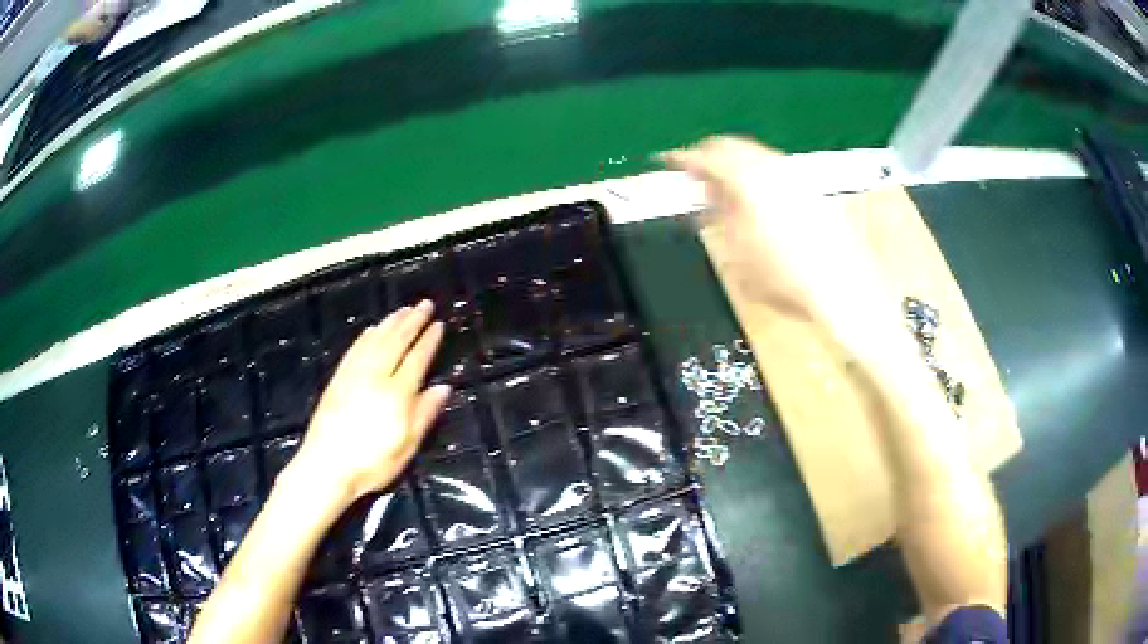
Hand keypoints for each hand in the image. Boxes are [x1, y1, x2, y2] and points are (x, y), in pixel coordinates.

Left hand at [287, 300, 450, 506]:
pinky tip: (372, 329)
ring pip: (375, 340)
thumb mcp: (406, 447)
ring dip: (390, 322)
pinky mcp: (337, 379)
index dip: (428, 341)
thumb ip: (424, 414)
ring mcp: (353, 375)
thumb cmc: (371, 464)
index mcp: (397, 394)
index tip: (438, 324)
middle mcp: (375, 377)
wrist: (326, 467)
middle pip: (396, 342)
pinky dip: (366, 336)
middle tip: (424, 304)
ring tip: (403, 309)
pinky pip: (354, 349)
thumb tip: (443, 387)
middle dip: (412, 321)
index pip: (417, 359)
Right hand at [662, 136, 893, 328]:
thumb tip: (706, 201)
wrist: (842, 291)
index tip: (666, 162)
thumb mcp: (738, 256)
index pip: (706, 158)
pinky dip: (758, 175)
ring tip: (724, 191)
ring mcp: (796, 177)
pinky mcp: (812, 189)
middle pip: (732, 146)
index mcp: (748, 182)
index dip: (682, 159)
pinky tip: (757, 199)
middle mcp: (772, 169)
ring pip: (756, 155)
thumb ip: (718, 221)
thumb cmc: (785, 280)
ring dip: (734, 165)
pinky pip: (775, 169)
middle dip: (709, 156)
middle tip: (694, 175)